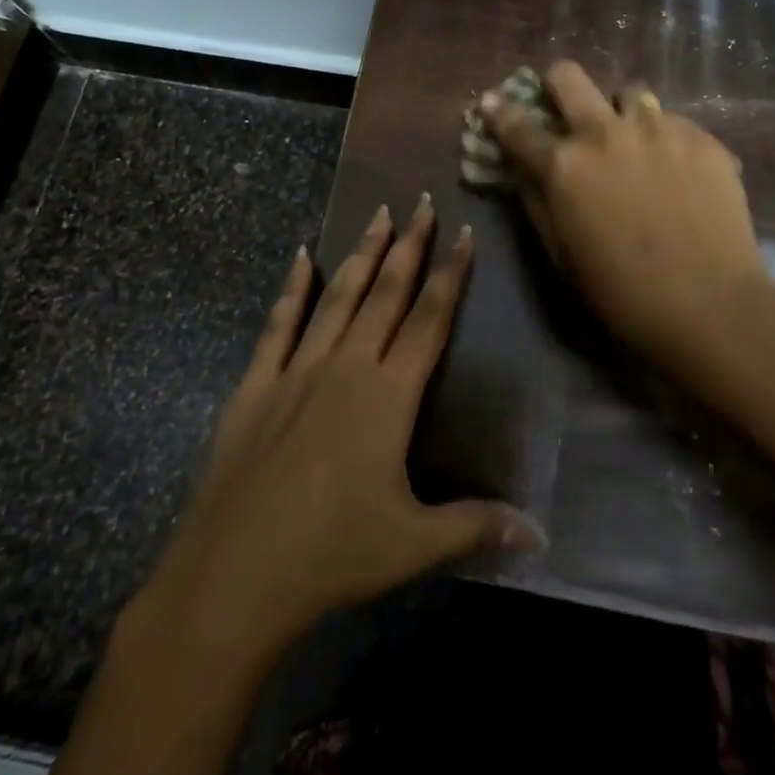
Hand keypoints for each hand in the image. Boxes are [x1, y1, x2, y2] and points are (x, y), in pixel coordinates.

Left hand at [146, 198, 535, 651]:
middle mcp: (347, 366)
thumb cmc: (332, 554)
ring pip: (339, 296)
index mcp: (389, 395)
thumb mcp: (413, 544)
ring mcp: (298, 369)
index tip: (464, 233)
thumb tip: (539, 533)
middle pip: (386, 293)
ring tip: (378, 213)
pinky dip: (292, 287)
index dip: (450, 275)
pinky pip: (279, 323)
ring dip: (362, 253)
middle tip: (421, 201)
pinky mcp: (257, 383)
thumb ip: (476, 526)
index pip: (430, 320)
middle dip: (409, 245)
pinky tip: (301, 256)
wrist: (235, 572)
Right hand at [482, 62, 774, 367]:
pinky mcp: (701, 137)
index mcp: (565, 165)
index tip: (491, 101)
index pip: (518, 126)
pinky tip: (677, 169)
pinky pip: (672, 120)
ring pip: (629, 92)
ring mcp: (657, 129)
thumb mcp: (561, 254)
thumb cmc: (621, 293)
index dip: (499, 111)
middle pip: (569, 77)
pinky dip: (664, 137)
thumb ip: (536, 202)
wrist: (710, 306)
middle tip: (564, 102)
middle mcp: (605, 133)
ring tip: (634, 140)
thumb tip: (522, 169)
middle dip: (558, 84)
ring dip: (621, 112)